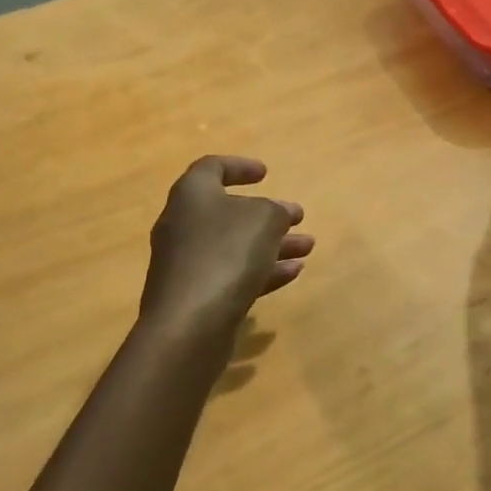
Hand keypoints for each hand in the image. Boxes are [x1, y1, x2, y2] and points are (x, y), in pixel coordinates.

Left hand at [139, 156, 314, 335]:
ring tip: (308, 248)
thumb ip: (275, 211)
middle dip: (266, 215)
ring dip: (272, 245)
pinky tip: (293, 274)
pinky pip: (231, 274)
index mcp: (192, 194)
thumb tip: (278, 213)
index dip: (240, 167)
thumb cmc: (226, 253)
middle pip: (227, 211)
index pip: (212, 168)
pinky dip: (261, 271)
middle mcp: (183, 224)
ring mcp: (186, 262)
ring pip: (234, 246)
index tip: (265, 173)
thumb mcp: (264, 219)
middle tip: (296, 218)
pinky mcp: (194, 295)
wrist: (188, 323)